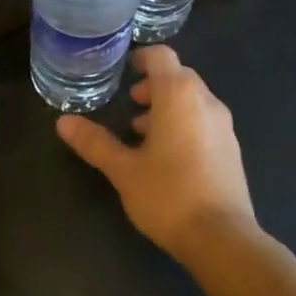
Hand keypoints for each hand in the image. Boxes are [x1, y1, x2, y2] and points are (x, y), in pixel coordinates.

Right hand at [56, 45, 255, 260]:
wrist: (222, 239)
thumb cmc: (168, 195)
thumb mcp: (123, 169)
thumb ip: (94, 142)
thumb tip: (63, 121)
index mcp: (179, 94)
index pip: (161, 56)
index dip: (141, 58)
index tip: (124, 71)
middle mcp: (205, 101)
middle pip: (178, 76)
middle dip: (153, 85)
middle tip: (130, 103)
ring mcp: (223, 125)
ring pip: (192, 99)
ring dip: (168, 107)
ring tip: (142, 132)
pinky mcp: (231, 148)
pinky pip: (204, 120)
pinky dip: (184, 124)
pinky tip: (167, 156)